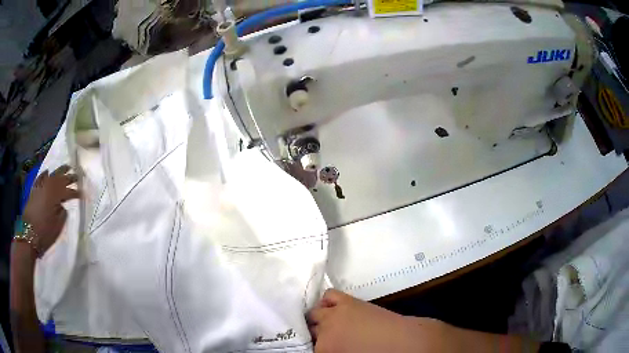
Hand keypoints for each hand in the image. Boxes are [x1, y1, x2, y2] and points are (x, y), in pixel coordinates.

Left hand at [22, 165, 79, 254]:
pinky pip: (40, 178)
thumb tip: (63, 205)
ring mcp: (40, 187)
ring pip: (51, 175)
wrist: (28, 234)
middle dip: (69, 177)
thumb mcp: (57, 226)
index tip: (82, 194)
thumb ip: (62, 213)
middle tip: (77, 175)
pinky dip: (44, 174)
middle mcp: (48, 187)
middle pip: (60, 179)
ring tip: (66, 167)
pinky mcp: (34, 190)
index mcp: (55, 196)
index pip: (68, 192)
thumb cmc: (45, 232)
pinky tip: (47, 172)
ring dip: (59, 171)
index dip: (75, 193)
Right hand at [307, 289, 452, 352]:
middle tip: (322, 340)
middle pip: (308, 329)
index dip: (313, 347)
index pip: (308, 347)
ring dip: (317, 319)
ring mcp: (335, 313)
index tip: (319, 347)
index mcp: (324, 349)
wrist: (402, 343)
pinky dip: (326, 301)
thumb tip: (324, 346)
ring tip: (325, 325)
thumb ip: (330, 351)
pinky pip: (329, 295)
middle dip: (313, 334)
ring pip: (314, 312)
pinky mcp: (348, 301)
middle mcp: (324, 330)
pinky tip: (332, 308)